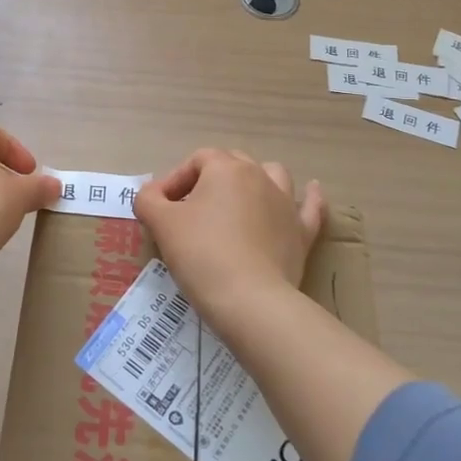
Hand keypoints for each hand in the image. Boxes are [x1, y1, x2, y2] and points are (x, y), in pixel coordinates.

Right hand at [133, 150, 324, 320]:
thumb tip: (151, 195)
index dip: (175, 180)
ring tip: (240, 198)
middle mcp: (259, 176)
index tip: (161, 209)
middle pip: (233, 163)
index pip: (196, 160)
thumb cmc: (201, 254)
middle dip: (210, 179)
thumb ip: (148, 200)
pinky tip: (312, 190)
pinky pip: (310, 207)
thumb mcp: (161, 224)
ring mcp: (286, 203)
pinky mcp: (302, 232)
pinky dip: (310, 198)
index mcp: (225, 169)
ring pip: (273, 175)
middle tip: (190, 210)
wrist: (249, 300)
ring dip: (255, 180)